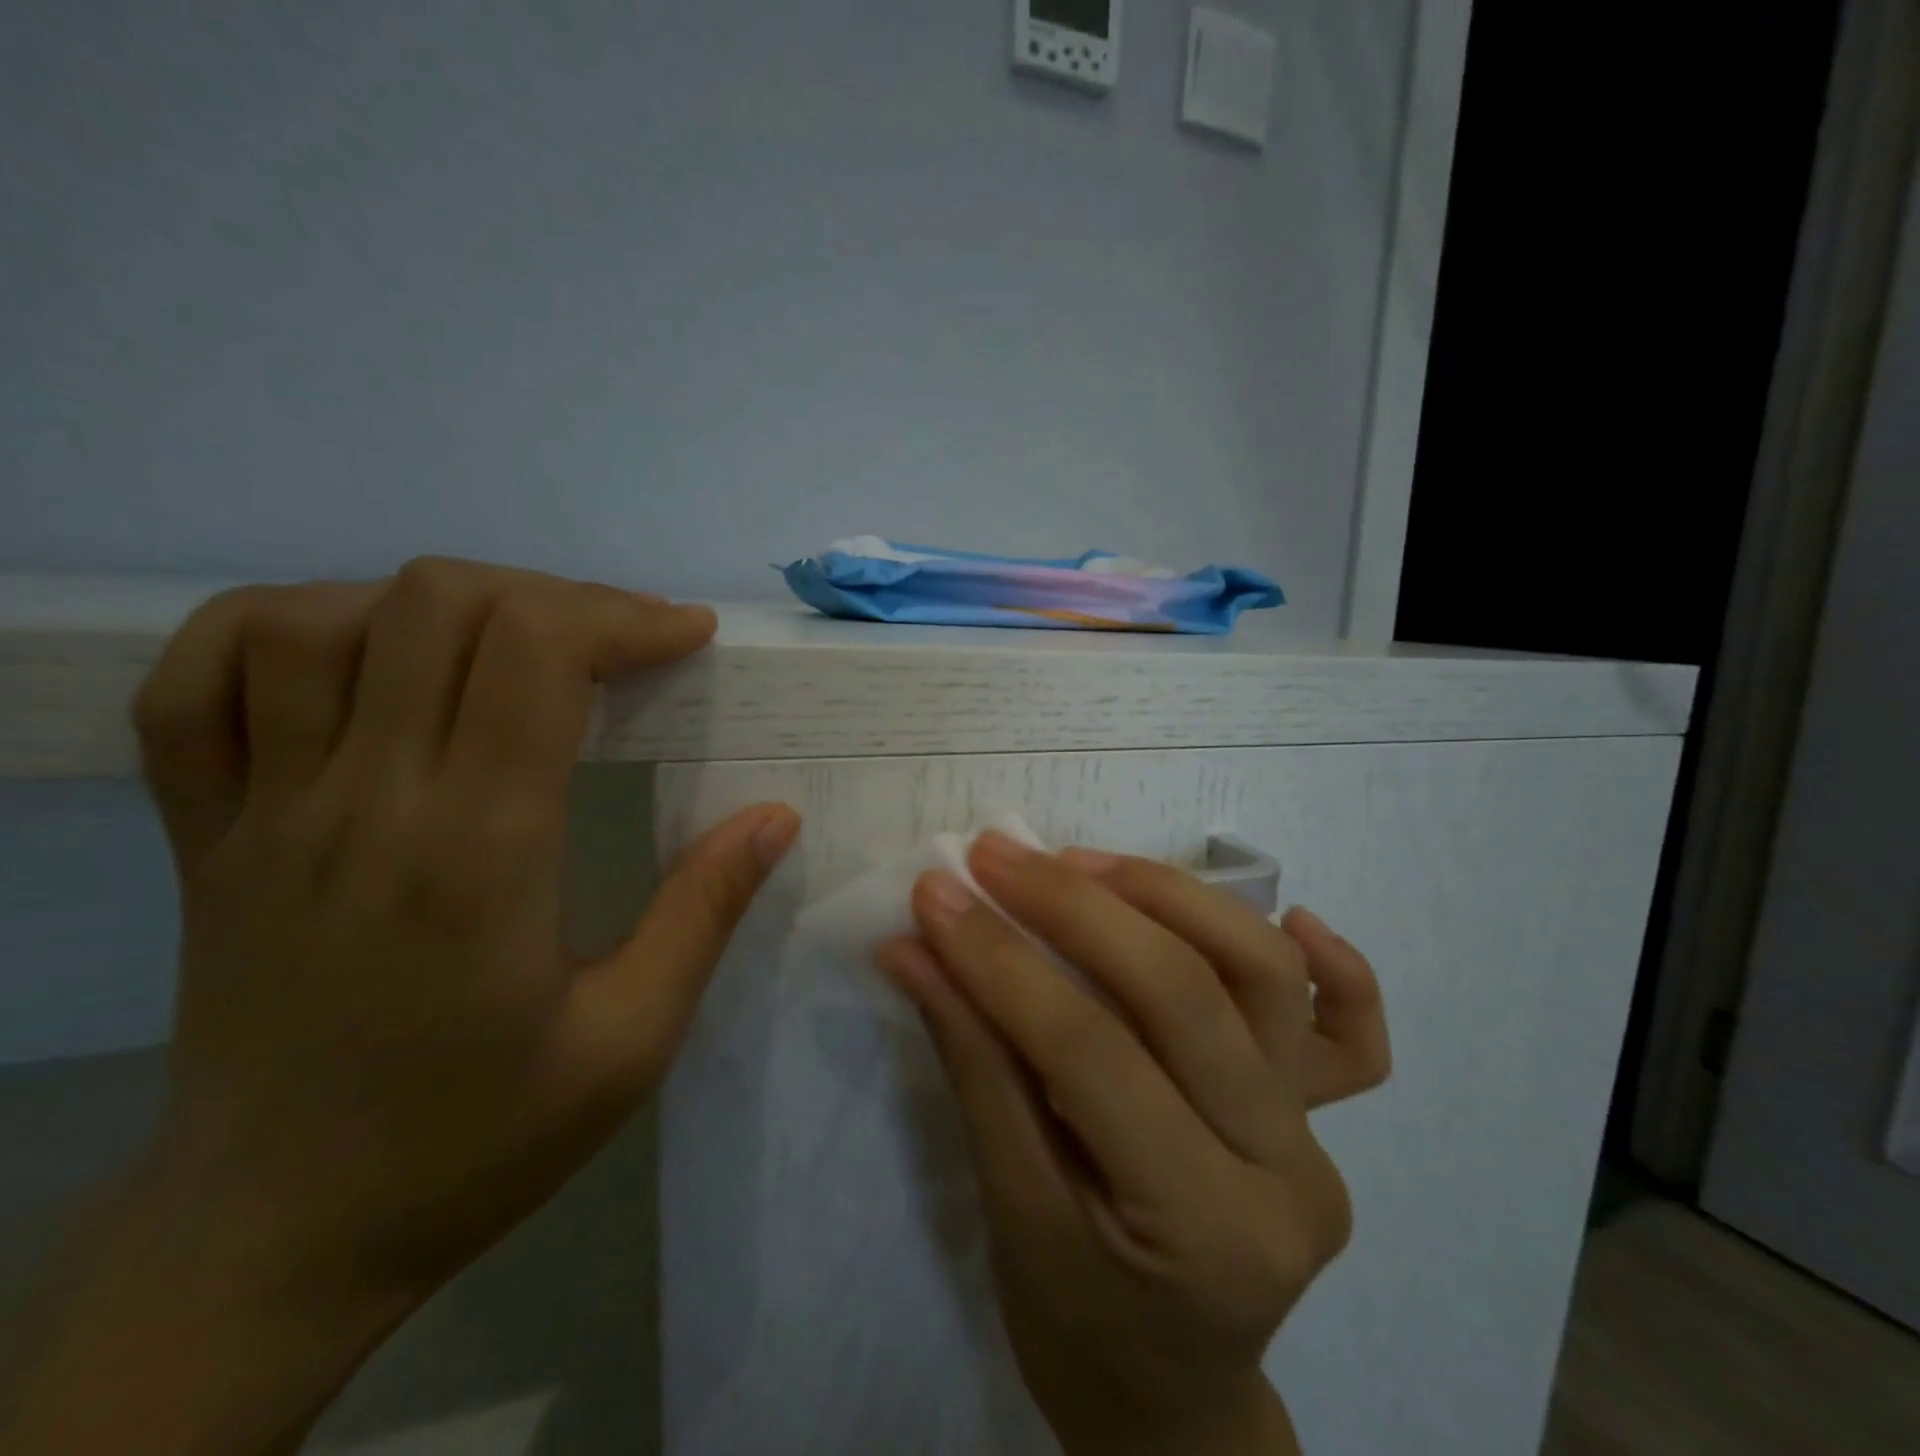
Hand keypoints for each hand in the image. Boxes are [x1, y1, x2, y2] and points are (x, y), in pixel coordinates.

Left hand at [7, 559, 797, 1454]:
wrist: (278, 1236)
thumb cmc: (478, 1137)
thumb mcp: (631, 1041)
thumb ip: (705, 912)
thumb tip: (776, 814)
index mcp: (476, 853)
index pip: (533, 654)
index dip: (621, 617)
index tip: (685, 636)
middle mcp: (361, 805)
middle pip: (439, 605)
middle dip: (555, 599)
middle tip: (621, 643)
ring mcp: (261, 813)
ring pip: (318, 618)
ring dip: (437, 604)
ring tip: (511, 648)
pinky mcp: (203, 834)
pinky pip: (198, 681)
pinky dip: (283, 627)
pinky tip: (362, 651)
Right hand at [876, 835, 1388, 1455]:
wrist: (1168, 1393)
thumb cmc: (1074, 1321)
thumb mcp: (1008, 1204)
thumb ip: (970, 1060)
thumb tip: (915, 947)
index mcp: (1199, 1229)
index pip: (1087, 1051)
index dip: (1001, 960)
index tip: (938, 894)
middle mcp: (1282, 1170)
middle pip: (1180, 992)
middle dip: (1073, 905)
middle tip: (997, 856)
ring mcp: (1316, 1136)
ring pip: (1260, 972)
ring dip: (1168, 895)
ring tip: (1081, 862)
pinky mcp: (1322, 1114)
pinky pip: (1352, 1032)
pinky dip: (1339, 966)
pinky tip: (1297, 915)